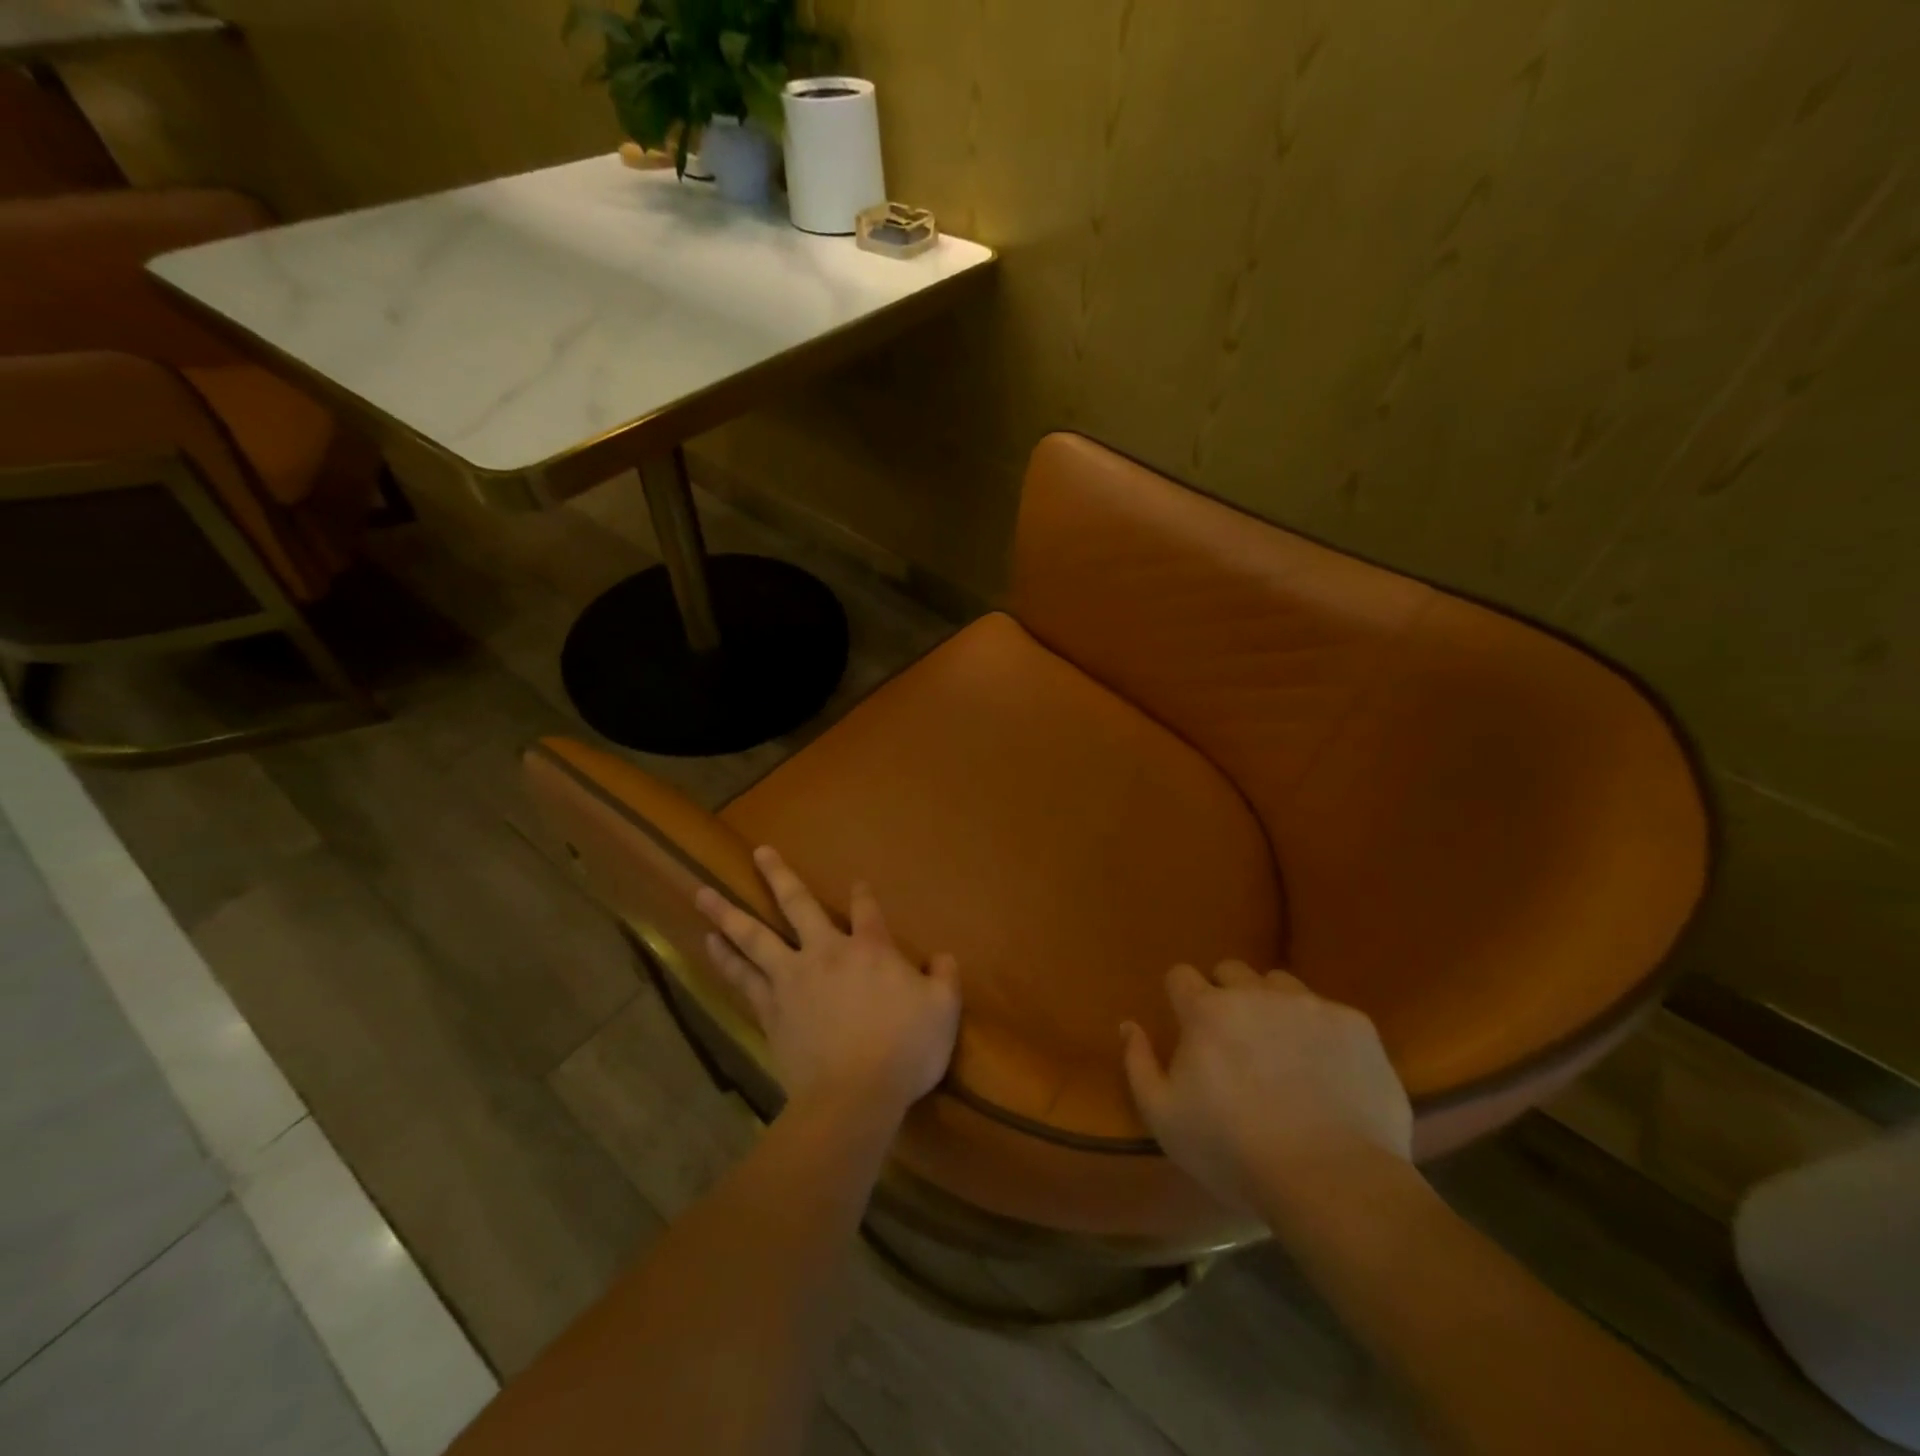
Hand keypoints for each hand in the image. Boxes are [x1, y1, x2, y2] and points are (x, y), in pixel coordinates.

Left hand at [695, 847, 961, 1115]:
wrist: (854, 1096)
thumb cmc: (905, 1050)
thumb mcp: (944, 1010)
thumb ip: (945, 978)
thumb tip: (943, 956)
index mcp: (871, 949)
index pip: (866, 910)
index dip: (863, 894)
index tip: (858, 883)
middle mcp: (826, 953)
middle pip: (798, 905)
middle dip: (779, 876)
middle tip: (759, 852)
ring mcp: (792, 980)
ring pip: (755, 938)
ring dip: (728, 914)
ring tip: (703, 895)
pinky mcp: (771, 1009)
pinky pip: (742, 977)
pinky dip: (725, 959)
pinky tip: (710, 945)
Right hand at [1121, 962, 1411, 1211]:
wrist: (1333, 1181)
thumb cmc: (1235, 1151)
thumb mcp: (1164, 1118)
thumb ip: (1138, 1063)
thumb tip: (1129, 1024)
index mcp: (1207, 1010)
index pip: (1181, 975)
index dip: (1181, 997)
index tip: (1188, 1026)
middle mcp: (1255, 993)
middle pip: (1231, 971)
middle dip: (1225, 994)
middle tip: (1233, 1039)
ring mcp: (1310, 1005)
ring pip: (1279, 984)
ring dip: (1271, 1005)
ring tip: (1281, 1048)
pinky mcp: (1355, 1025)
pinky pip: (1328, 1012)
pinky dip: (1319, 1033)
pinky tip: (1325, 1071)